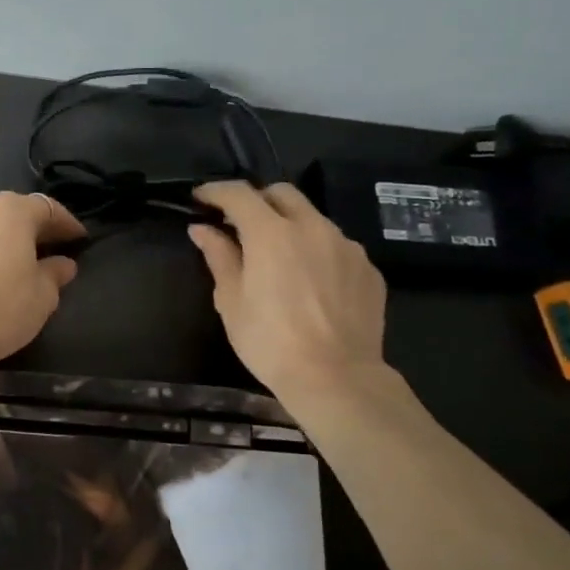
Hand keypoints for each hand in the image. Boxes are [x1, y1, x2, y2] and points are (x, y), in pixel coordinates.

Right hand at [188, 181, 392, 406]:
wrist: (336, 378)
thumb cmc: (270, 341)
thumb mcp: (231, 301)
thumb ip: (218, 256)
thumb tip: (202, 229)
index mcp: (272, 233)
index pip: (239, 194)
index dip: (216, 191)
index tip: (201, 199)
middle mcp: (312, 227)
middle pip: (282, 193)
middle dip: (257, 200)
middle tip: (240, 224)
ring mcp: (346, 246)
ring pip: (313, 218)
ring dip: (290, 226)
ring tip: (279, 257)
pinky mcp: (368, 268)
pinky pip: (337, 246)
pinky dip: (317, 251)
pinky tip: (310, 282)